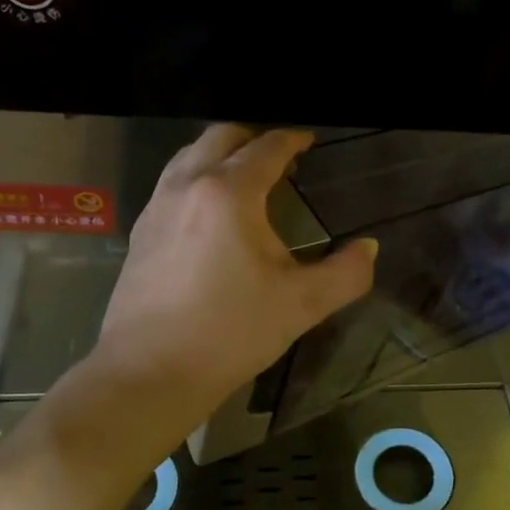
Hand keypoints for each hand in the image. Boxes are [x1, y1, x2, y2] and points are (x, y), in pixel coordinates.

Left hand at [91, 125, 377, 441]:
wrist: (150, 372)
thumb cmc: (231, 333)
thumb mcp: (302, 305)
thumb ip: (346, 273)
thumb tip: (369, 248)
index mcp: (229, 194)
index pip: (266, 149)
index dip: (292, 140)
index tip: (308, 140)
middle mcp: (188, 186)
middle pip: (220, 137)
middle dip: (253, 137)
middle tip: (280, 156)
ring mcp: (157, 207)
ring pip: (189, 156)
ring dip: (220, 153)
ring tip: (246, 176)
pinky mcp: (139, 232)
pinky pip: (171, 182)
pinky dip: (197, 177)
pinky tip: (211, 212)